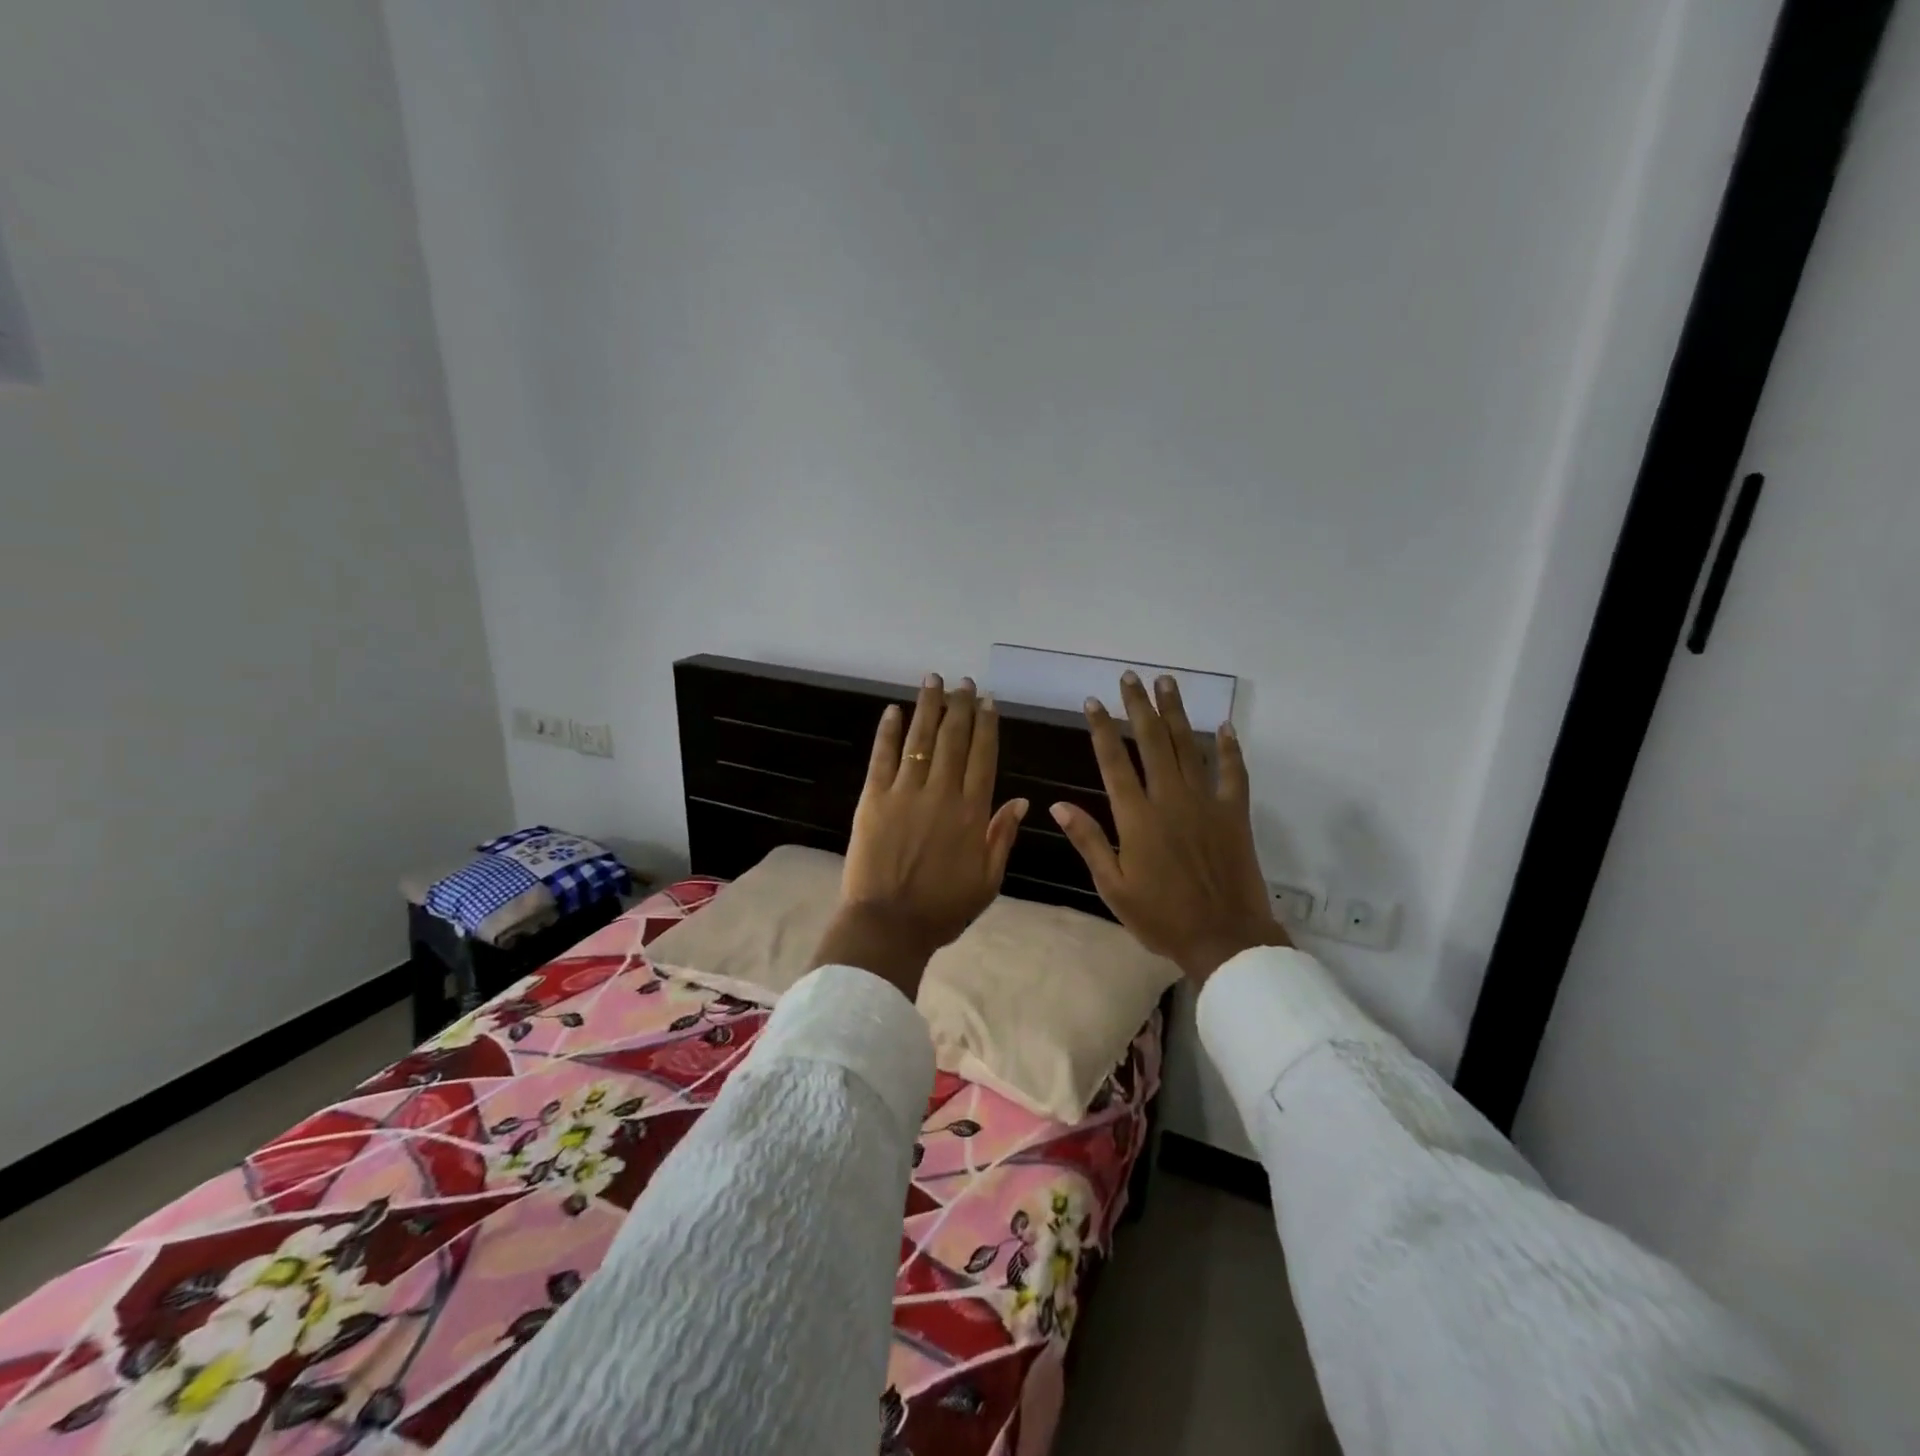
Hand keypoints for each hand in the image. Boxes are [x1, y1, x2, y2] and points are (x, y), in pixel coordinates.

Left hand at [812, 674, 1029, 997]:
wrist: (889, 925)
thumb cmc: (943, 909)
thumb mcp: (988, 881)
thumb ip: (1002, 837)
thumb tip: (1023, 801)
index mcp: (972, 814)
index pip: (983, 758)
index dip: (987, 727)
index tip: (988, 702)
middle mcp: (941, 794)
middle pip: (954, 740)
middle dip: (960, 707)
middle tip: (964, 682)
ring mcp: (905, 794)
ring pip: (920, 740)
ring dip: (928, 708)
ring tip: (934, 680)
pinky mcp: (873, 799)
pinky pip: (882, 758)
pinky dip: (888, 732)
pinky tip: (893, 710)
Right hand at [1051, 672, 1288, 984]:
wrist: (1224, 938)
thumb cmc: (1161, 917)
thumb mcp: (1113, 887)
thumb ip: (1088, 841)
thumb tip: (1059, 805)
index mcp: (1136, 818)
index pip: (1114, 762)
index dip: (1102, 729)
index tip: (1092, 701)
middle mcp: (1170, 800)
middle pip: (1152, 742)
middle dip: (1138, 707)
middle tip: (1130, 677)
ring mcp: (1206, 803)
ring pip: (1188, 747)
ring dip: (1175, 713)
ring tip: (1166, 683)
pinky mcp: (1234, 813)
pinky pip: (1234, 773)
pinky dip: (1229, 748)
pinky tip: (1224, 725)